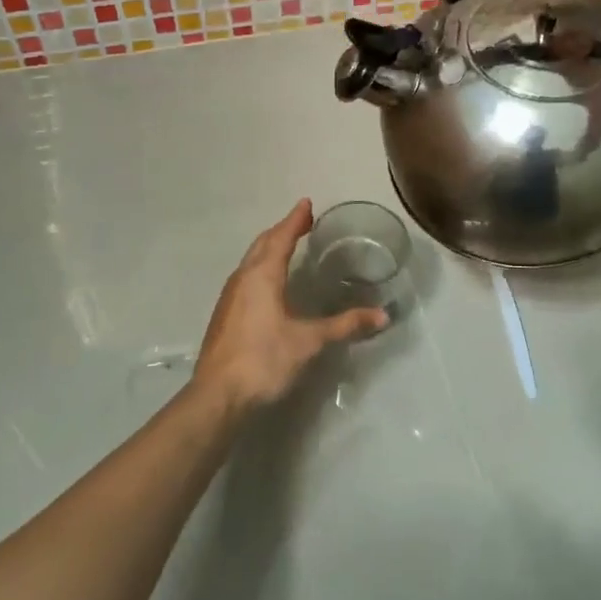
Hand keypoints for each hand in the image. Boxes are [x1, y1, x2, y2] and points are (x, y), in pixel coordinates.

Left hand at [191, 199, 385, 415]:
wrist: (217, 396)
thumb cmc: (264, 360)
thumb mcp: (310, 342)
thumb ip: (345, 325)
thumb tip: (382, 316)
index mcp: (262, 275)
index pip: (281, 237)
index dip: (295, 220)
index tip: (306, 203)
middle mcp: (243, 278)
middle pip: (263, 244)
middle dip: (282, 230)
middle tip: (302, 222)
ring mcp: (229, 296)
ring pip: (251, 260)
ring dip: (269, 247)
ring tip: (287, 246)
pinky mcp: (225, 314)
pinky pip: (245, 276)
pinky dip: (261, 267)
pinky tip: (269, 283)